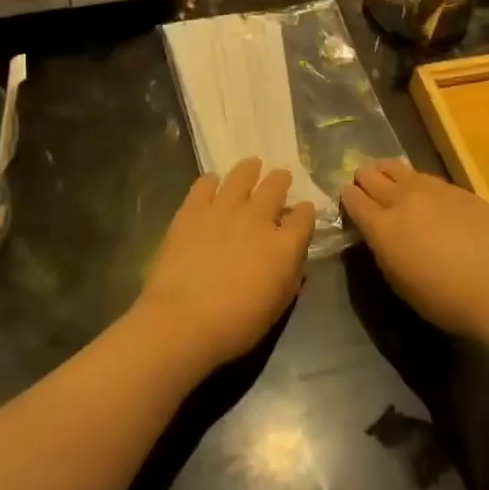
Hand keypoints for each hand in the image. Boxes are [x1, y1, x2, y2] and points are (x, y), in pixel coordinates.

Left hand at [131, 159, 314, 372]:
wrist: (183, 320)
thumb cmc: (236, 324)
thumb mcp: (277, 307)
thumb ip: (291, 278)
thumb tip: (296, 261)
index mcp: (284, 244)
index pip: (304, 216)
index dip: (305, 212)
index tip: (302, 211)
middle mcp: (258, 218)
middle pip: (275, 186)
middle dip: (281, 180)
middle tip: (280, 177)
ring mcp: (223, 209)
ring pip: (242, 176)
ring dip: (249, 169)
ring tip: (252, 165)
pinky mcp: (192, 210)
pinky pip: (204, 184)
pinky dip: (211, 181)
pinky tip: (211, 182)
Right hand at [342, 160, 488, 339]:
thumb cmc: (443, 298)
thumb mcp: (398, 280)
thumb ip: (382, 249)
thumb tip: (379, 233)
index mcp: (381, 226)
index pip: (353, 198)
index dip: (347, 198)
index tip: (349, 200)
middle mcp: (402, 199)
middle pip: (371, 175)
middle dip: (364, 179)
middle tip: (365, 186)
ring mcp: (432, 189)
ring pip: (398, 168)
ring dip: (388, 173)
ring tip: (390, 180)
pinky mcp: (458, 189)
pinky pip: (427, 178)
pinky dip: (418, 183)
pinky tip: (425, 194)